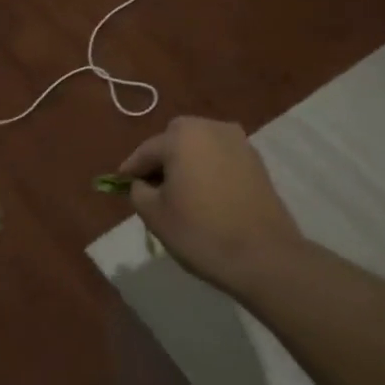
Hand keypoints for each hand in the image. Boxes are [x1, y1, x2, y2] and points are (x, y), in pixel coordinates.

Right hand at [119, 117, 304, 290]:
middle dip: (161, 160)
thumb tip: (141, 183)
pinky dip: (208, 169)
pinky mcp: (256, 161)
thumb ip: (137, 190)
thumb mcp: (153, 214)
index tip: (120, 185)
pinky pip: (220, 158)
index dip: (130, 170)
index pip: (146, 151)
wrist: (264, 256)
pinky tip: (205, 195)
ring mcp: (239, 142)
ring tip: (178, 192)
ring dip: (186, 163)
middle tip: (151, 188)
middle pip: (174, 140)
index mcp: (181, 136)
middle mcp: (211, 128)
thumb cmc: (200, 232)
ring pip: (200, 147)